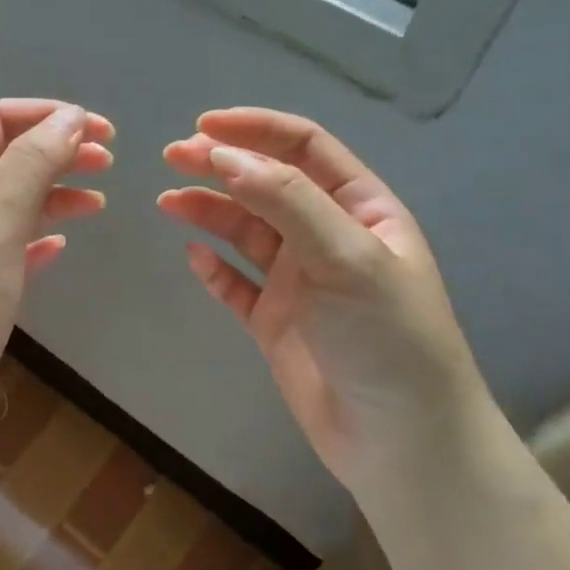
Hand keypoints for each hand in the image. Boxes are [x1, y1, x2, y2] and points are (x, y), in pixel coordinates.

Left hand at [0, 99, 113, 515]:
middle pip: (4, 159)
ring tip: (99, 200)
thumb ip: (29, 168)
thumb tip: (69, 118)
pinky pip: (6, 248)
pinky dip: (36, 238)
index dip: (47, 115)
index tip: (101, 130)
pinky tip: (61, 247)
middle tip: (110, 161)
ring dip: (52, 193)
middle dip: (55, 151)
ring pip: (8, 203)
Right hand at [159, 108, 486, 485]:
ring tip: (168, 201)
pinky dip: (215, 268)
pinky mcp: (276, 322)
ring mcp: (301, 281)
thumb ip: (287, 201)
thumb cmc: (387, 338)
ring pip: (246, 232)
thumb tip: (223, 155)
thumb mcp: (347, 257)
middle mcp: (328, 237)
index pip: (305, 149)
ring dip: (209, 211)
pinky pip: (237, 285)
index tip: (203, 126)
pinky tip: (194, 256)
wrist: (400, 443)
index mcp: (361, 209)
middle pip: (267, 185)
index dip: (255, 130)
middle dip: (222, 165)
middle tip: (171, 157)